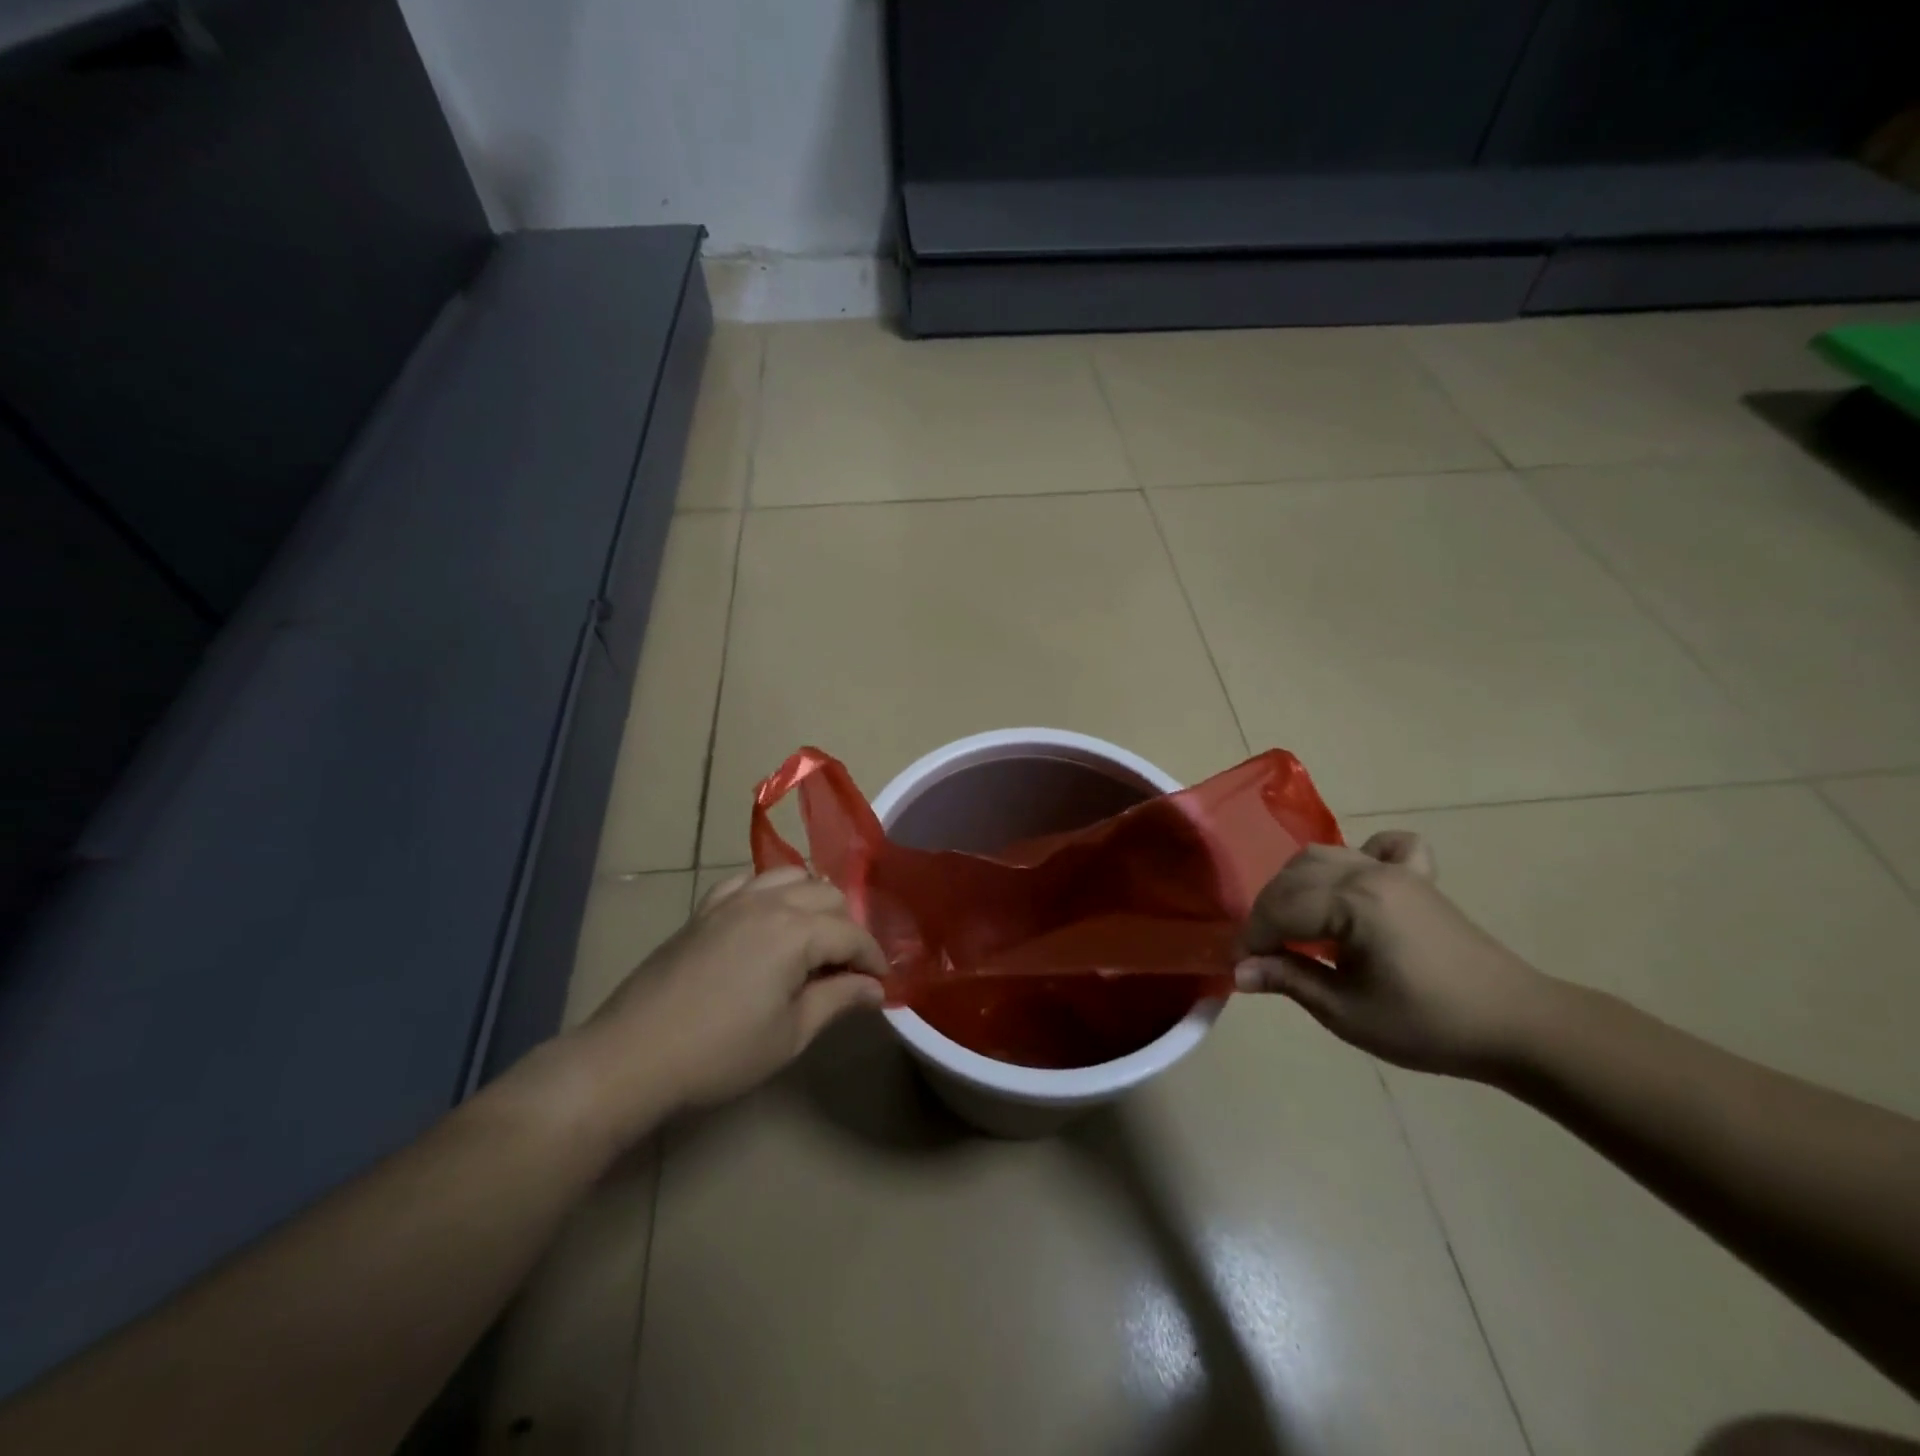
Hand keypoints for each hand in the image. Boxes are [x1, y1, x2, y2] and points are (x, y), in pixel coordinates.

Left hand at [569, 868, 886, 1136]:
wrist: (633, 1054)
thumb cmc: (720, 1052)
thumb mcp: (790, 1034)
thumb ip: (838, 1000)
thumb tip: (875, 987)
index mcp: (797, 932)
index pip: (852, 934)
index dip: (873, 958)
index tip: (881, 983)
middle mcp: (770, 902)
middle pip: (827, 894)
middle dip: (847, 926)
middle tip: (846, 967)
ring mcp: (733, 899)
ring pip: (791, 875)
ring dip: (812, 899)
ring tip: (813, 936)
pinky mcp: (705, 908)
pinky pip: (748, 880)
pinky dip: (769, 889)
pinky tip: (768, 916)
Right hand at [1235, 832, 1553, 1078]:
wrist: (1517, 1026)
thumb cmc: (1428, 1024)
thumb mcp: (1348, 1012)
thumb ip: (1290, 980)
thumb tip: (1239, 971)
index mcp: (1353, 902)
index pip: (1281, 907)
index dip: (1253, 936)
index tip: (1241, 967)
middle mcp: (1369, 872)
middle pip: (1295, 876)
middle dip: (1268, 911)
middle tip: (1263, 953)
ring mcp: (1397, 870)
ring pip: (1324, 855)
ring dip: (1298, 884)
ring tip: (1294, 923)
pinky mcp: (1420, 878)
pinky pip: (1383, 846)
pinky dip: (1360, 855)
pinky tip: (1356, 879)